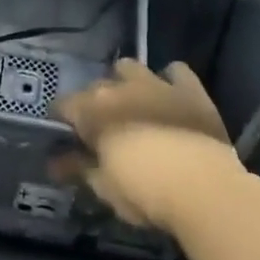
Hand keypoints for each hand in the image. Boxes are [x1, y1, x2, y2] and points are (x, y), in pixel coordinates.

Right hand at [54, 60, 243, 231]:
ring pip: (130, 67)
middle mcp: (120, 87)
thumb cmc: (145, 192)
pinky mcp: (189, 88)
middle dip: (94, 104)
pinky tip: (170, 96)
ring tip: (132, 106)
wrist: (203, 187)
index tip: (65, 138)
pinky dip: (169, 80)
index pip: (63, 105)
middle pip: (96, 87)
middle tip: (101, 131)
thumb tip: (56, 163)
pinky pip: (175, 71)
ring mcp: (156, 83)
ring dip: (126, 83)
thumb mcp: (104, 187)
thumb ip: (78, 169)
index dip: (61, 120)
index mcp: (93, 110)